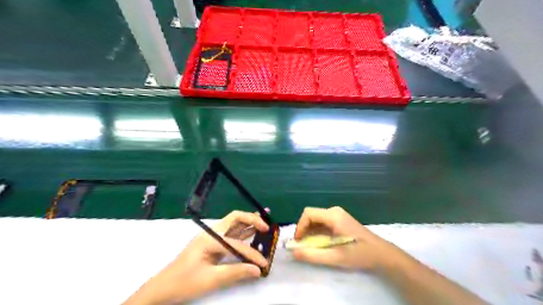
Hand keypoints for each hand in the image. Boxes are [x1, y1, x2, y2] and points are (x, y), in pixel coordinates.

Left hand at [122, 211, 266, 302]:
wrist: (163, 287)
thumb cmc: (184, 282)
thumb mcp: (211, 279)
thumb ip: (236, 272)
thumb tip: (257, 270)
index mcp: (210, 239)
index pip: (236, 244)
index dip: (252, 254)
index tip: (264, 264)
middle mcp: (212, 232)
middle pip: (235, 218)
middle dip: (252, 219)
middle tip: (267, 226)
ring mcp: (211, 236)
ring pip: (234, 223)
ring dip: (248, 223)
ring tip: (264, 223)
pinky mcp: (212, 242)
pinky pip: (231, 233)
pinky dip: (243, 232)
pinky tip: (251, 233)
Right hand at [293, 207, 401, 270]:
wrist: (381, 254)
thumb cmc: (360, 254)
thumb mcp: (335, 257)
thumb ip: (313, 255)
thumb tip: (294, 252)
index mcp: (333, 216)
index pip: (308, 213)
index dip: (300, 226)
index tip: (298, 241)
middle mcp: (334, 211)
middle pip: (311, 215)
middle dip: (304, 229)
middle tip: (303, 245)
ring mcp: (338, 214)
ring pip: (316, 218)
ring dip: (310, 231)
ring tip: (310, 246)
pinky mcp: (340, 219)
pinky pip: (322, 222)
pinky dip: (317, 231)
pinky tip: (320, 243)